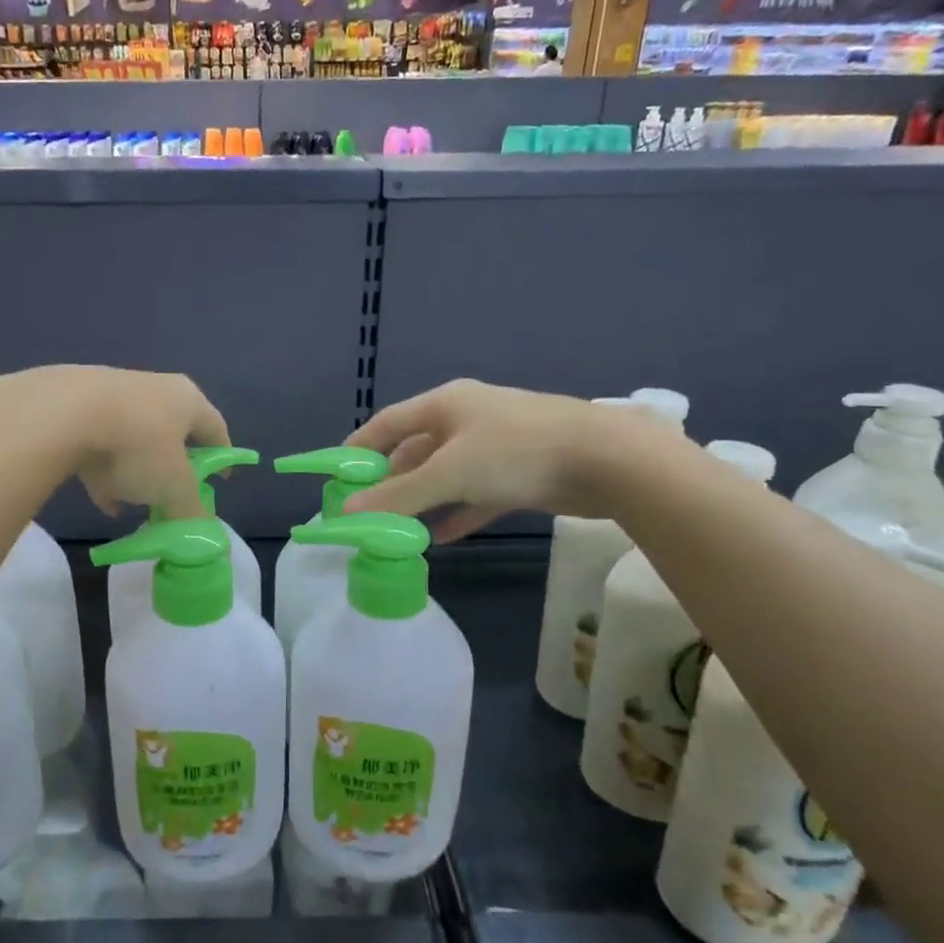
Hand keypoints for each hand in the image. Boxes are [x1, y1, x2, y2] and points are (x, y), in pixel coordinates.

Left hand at [0, 366, 228, 519]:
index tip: (220, 481)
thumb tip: (204, 533)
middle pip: (173, 433)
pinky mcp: (77, 403)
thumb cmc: (137, 446)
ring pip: (134, 438)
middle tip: (173, 496)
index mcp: (187, 400)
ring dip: (136, 472)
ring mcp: (113, 393)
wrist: (63, 413)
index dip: (222, 457)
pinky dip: (105, 469)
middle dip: (173, 468)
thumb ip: (192, 512)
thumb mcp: (173, 489)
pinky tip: (101, 498)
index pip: (216, 428)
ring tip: (132, 503)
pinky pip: (100, 442)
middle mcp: (155, 389)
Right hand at [341, 379, 678, 540]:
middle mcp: (466, 419)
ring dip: (421, 501)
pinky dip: (456, 513)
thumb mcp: (450, 473)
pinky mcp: (519, 474)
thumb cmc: (516, 452)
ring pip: (445, 475)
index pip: (388, 422)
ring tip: (394, 530)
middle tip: (365, 511)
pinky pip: (475, 495)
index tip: (337, 474)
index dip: (360, 446)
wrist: (607, 459)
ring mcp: (495, 446)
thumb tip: (347, 511)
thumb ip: (398, 494)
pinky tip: (440, 538)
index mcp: (445, 404)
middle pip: (415, 450)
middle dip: (389, 481)